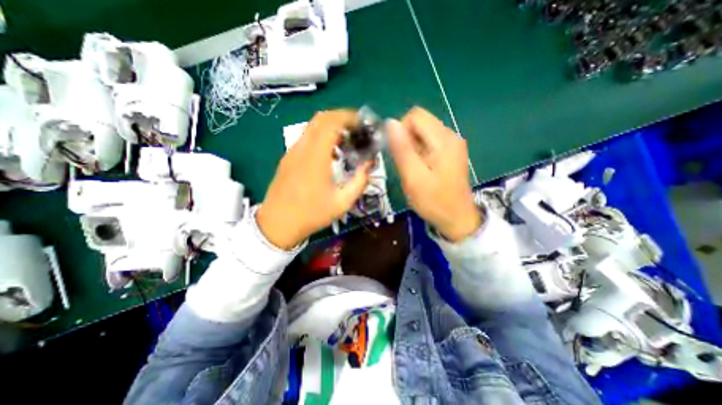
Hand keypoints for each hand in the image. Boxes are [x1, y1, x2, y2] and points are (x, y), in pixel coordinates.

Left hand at [257, 110, 371, 248]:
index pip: (331, 123)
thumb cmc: (311, 215)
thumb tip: (369, 164)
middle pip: (320, 118)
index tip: (362, 123)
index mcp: (315, 158)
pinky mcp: (288, 158)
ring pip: (312, 127)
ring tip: (346, 142)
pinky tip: (330, 154)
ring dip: (331, 127)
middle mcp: (302, 149)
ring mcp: (292, 152)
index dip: (348, 117)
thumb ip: (360, 182)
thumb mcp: (342, 203)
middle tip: (356, 130)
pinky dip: (321, 137)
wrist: (278, 224)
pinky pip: (306, 138)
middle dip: (341, 118)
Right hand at [386, 107, 481, 241]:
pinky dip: (420, 152)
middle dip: (407, 140)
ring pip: (423, 133)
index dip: (401, 130)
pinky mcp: (451, 152)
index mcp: (443, 140)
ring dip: (412, 147)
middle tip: (407, 164)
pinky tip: (421, 169)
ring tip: (414, 169)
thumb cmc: (434, 201)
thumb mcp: (413, 177)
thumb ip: (402, 150)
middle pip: (420, 122)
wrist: (456, 218)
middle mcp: (451, 135)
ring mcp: (452, 144)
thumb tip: (391, 123)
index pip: (415, 116)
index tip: (399, 153)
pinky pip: (429, 142)